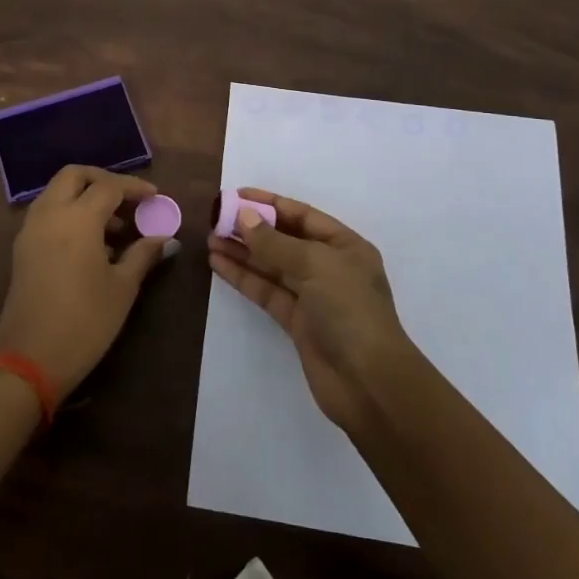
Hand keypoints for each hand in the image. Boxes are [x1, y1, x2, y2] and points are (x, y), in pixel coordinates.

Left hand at [0, 165, 171, 397]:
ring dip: (84, 196)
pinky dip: (68, 212)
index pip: (108, 186)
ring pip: (56, 192)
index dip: (134, 188)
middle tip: (128, 200)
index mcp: (77, 219)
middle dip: (102, 180)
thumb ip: (143, 255)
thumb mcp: (122, 288)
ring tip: (114, 226)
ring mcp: (30, 230)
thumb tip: (165, 239)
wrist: (30, 359)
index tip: (154, 198)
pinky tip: (90, 242)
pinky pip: (47, 213)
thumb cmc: (85, 322)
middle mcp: (49, 214)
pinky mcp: (22, 248)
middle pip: (74, 175)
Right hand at [207, 188, 414, 431]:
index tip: (235, 196)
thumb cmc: (350, 311)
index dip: (269, 203)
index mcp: (345, 246)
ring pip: (272, 266)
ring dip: (243, 252)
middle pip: (285, 239)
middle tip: (215, 219)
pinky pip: (266, 291)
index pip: (302, 215)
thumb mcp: (315, 265)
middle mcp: (330, 267)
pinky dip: (243, 277)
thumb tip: (244, 217)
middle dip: (252, 228)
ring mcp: (313, 296)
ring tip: (209, 239)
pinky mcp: (296, 322)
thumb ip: (276, 242)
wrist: (368, 383)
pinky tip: (219, 264)